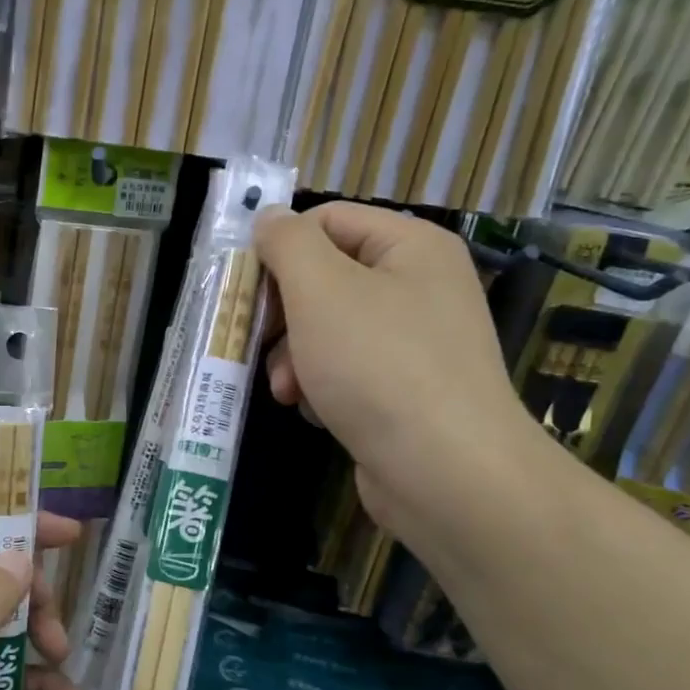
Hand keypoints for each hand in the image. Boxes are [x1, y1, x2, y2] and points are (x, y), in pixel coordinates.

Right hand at [254, 202, 536, 545]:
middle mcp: (419, 286)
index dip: (279, 250)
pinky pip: (347, 371)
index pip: (326, 221)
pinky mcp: (406, 391)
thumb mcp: (320, 289)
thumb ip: (287, 244)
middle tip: (258, 344)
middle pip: (324, 279)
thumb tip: (269, 217)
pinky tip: (316, 412)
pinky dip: (322, 387)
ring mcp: (415, 342)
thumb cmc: (378, 366)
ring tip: (287, 391)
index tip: (245, 292)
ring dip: (294, 358)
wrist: (445, 472)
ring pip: (328, 330)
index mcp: (411, 246)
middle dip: (284, 316)